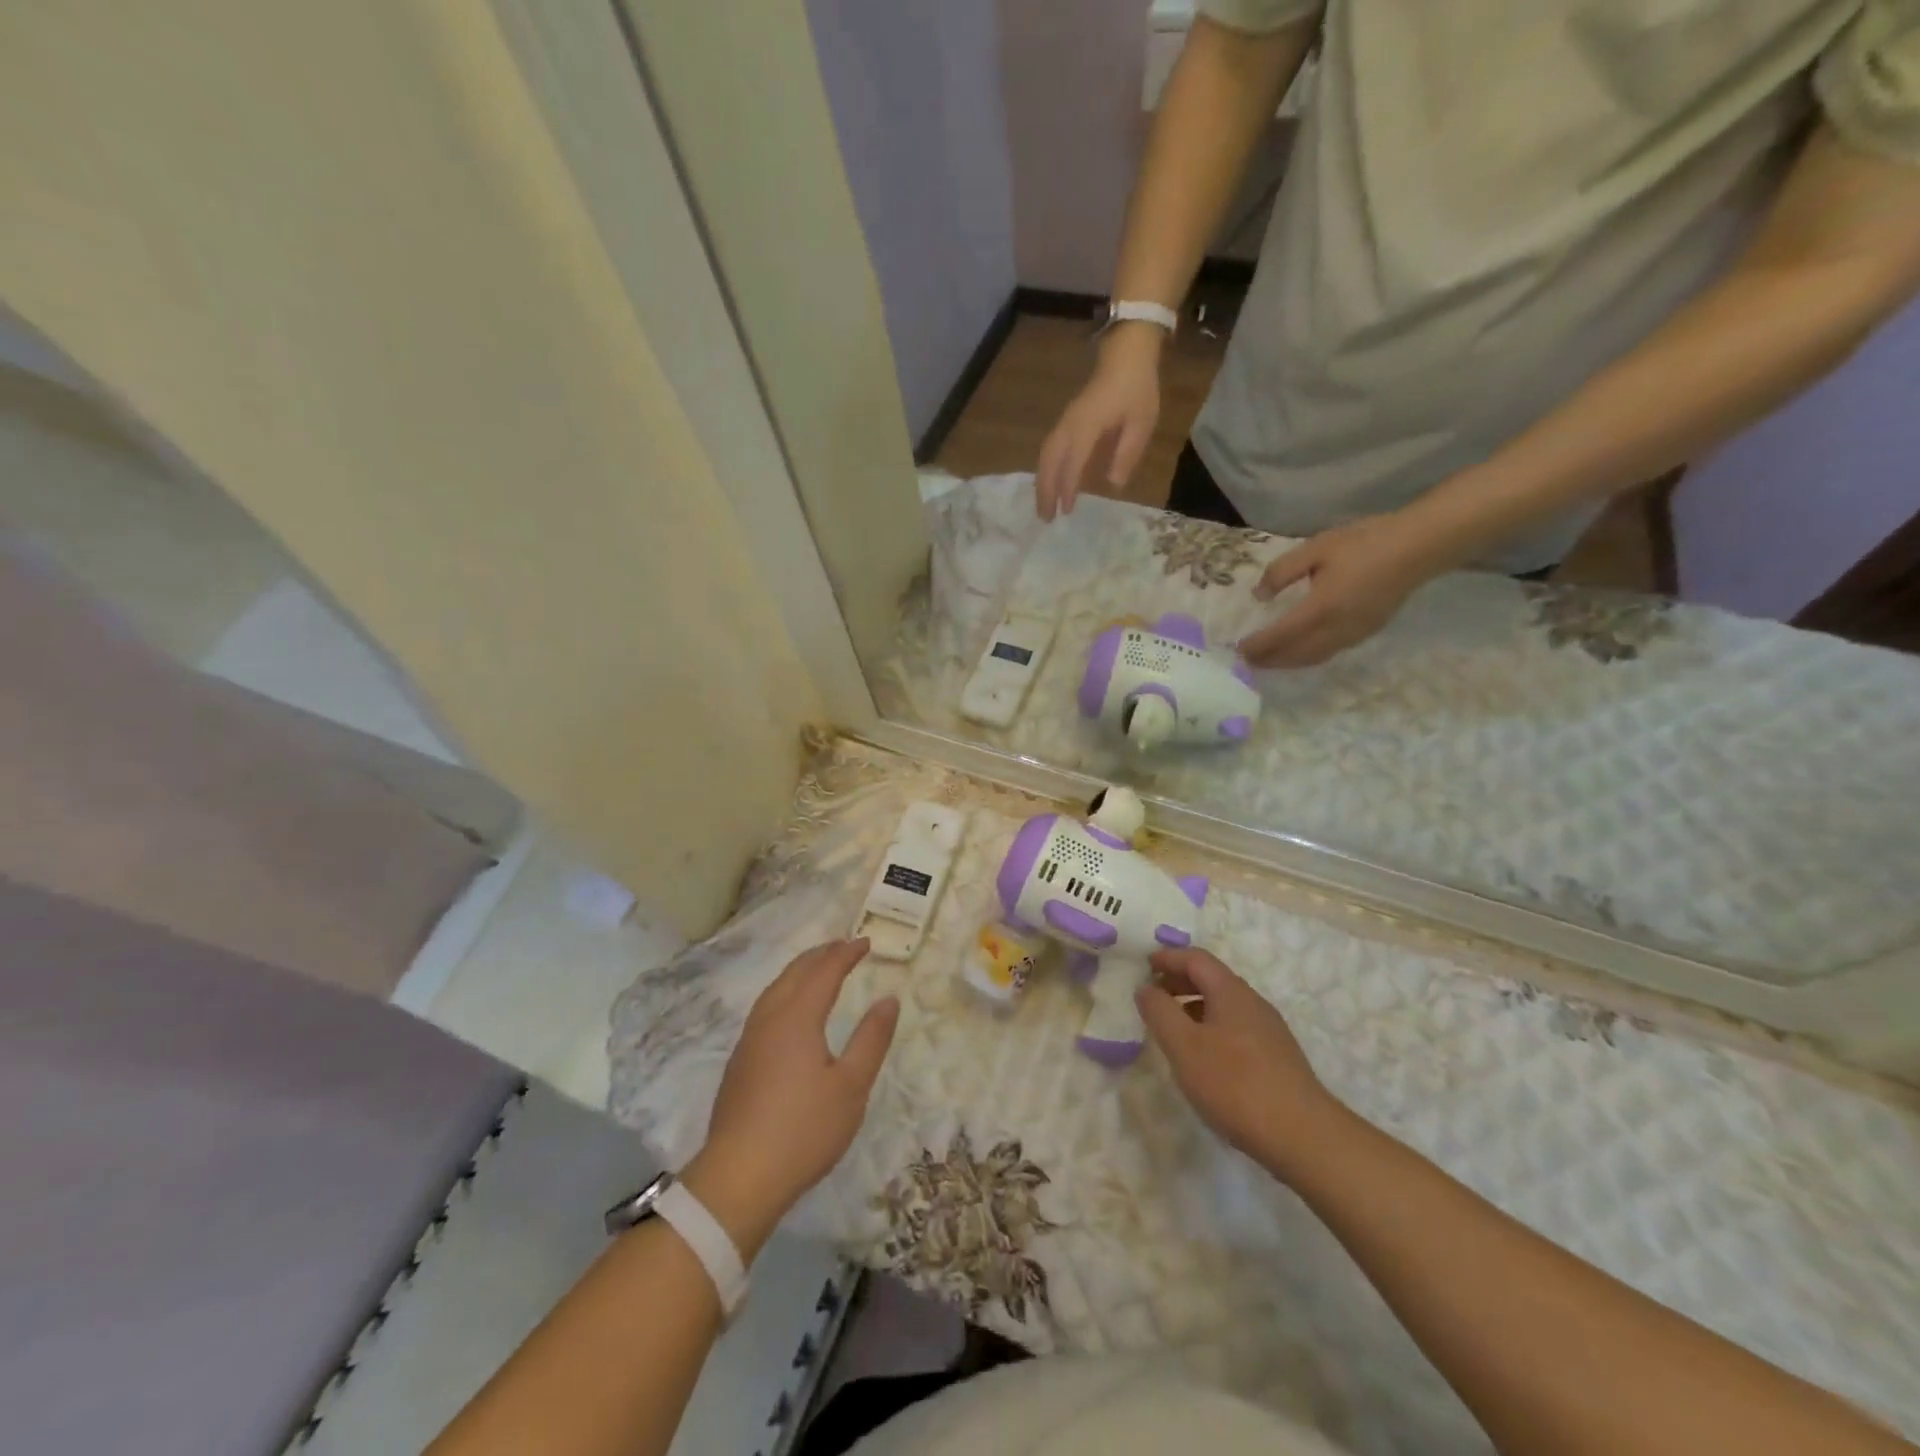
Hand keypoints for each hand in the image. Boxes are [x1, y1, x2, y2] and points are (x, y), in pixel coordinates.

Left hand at [682, 939, 897, 1257]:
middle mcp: (769, 1019)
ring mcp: (749, 1041)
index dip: (846, 953)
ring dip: (800, 971)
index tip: (866, 942)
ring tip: (818, 969)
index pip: (824, 971)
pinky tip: (790, 1010)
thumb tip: (888, 1000)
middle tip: (844, 946)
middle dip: (821, 955)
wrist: (739, 1177)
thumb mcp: (851, 1086)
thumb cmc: (804, 1129)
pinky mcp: (740, 1063)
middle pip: (795, 973)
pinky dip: (785, 992)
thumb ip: (871, 1039)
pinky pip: (765, 1008)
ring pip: (775, 989)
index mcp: (797, 1017)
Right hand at [1034, 325, 1162, 520]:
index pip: (1073, 461)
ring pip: (1045, 456)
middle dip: (1045, 490)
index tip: (1067, 511)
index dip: (1068, 487)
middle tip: (1045, 518)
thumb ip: (1127, 453)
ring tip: (1044, 508)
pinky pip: (1049, 450)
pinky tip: (1050, 485)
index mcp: (1088, 425)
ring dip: (1042, 483)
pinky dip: (1046, 470)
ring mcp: (1064, 422)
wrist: (1126, 356)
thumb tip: (1113, 484)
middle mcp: (1070, 425)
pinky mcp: (1065, 422)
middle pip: (1050, 461)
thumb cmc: (1137, 389)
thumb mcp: (1142, 423)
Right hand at [1135, 946, 1339, 1181]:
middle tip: (1152, 996)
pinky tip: (1203, 1058)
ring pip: (1224, 1005)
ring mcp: (1269, 1031)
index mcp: (1231, 992)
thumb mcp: (1184, 1046)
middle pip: (1212, 978)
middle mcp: (1253, 1003)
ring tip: (1172, 1028)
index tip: (1143, 967)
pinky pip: (1235, 1028)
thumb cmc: (1235, 1084)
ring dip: (1194, 1006)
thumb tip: (1146, 988)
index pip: (1196, 958)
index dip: (1168, 958)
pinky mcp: (1276, 1058)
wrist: (1303, 1137)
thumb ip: (1160, 1011)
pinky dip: (1211, 1028)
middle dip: (1179, 981)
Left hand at [1237, 511, 1443, 667]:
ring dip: (1288, 663)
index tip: (1238, 650)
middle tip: (1247, 661)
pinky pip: (1330, 653)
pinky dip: (1308, 657)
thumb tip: (1258, 596)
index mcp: (1320, 608)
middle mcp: (1336, 629)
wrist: (1420, 546)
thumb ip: (1282, 572)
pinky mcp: (1367, 633)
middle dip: (1269, 661)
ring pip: (1313, 658)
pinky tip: (1300, 650)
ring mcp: (1354, 634)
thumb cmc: (1365, 542)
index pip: (1280, 636)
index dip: (1257, 646)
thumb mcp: (1316, 548)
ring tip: (1268, 660)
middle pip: (1295, 655)